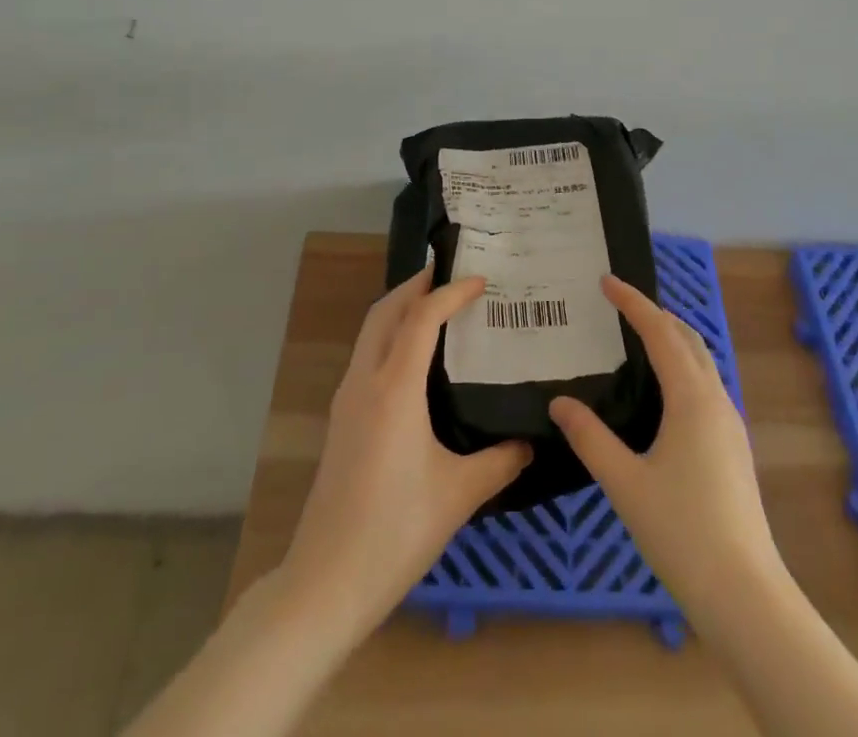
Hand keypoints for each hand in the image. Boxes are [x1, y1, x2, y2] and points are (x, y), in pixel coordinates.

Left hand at [277, 269, 531, 638]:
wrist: (326, 582)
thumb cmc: (396, 531)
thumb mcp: (460, 494)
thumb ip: (501, 460)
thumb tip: (532, 441)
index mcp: (394, 389)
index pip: (421, 318)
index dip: (451, 292)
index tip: (481, 281)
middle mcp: (365, 381)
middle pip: (385, 311)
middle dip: (417, 285)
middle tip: (452, 274)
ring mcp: (346, 399)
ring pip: (370, 331)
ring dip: (400, 308)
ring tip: (436, 305)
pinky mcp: (341, 418)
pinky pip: (366, 355)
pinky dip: (390, 335)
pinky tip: (414, 357)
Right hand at [549, 275, 782, 612]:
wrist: (745, 593)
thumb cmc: (681, 531)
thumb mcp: (625, 483)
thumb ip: (590, 438)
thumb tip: (560, 402)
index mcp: (691, 398)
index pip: (660, 332)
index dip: (633, 302)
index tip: (607, 281)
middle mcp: (716, 399)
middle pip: (687, 338)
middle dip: (656, 313)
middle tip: (620, 305)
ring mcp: (730, 423)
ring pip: (702, 361)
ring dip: (673, 339)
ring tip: (638, 339)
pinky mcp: (734, 446)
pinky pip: (706, 385)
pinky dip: (683, 366)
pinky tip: (663, 393)